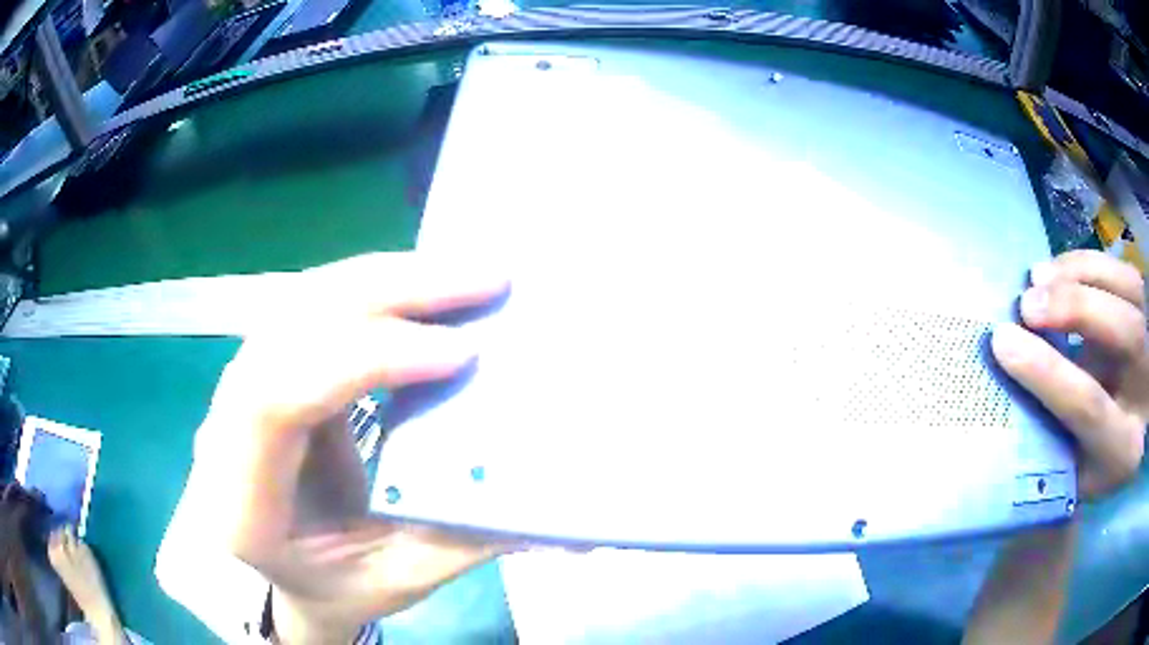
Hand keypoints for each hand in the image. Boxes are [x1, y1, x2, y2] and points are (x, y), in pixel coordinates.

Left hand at [189, 252, 516, 642]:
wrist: (281, 572)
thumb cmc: (331, 585)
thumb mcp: (398, 581)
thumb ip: (465, 542)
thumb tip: (552, 513)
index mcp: (241, 496)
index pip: (276, 399)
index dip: (363, 362)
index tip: (458, 354)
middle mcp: (224, 425)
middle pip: (287, 326)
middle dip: (387, 293)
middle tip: (481, 281)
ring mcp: (240, 385)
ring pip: (299, 301)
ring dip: (383, 279)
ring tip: (460, 275)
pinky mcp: (266, 367)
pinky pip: (311, 306)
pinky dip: (370, 288)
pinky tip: (419, 288)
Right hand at [965, 251, 1145, 644]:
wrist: (1121, 445)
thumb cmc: (1084, 470)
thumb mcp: (1065, 473)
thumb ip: (1045, 436)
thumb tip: (1003, 381)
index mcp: (1122, 453)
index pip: (1091, 407)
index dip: (1048, 371)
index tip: (1002, 341)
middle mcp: (1145, 397)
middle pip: (1124, 334)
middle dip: (1076, 307)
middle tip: (1027, 302)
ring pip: (1129, 291)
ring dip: (1081, 275)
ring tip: (1038, 276)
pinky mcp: (1147, 316)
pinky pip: (1126, 274)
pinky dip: (1091, 263)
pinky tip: (1063, 269)